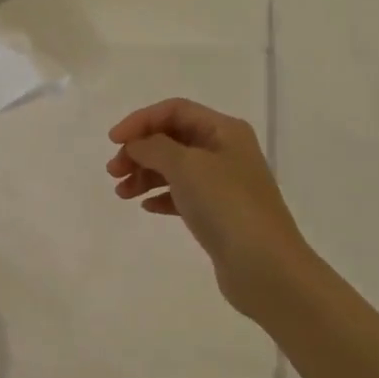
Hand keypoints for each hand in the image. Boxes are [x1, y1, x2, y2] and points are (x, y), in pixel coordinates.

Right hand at [107, 98, 314, 325]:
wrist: (264, 267)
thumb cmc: (226, 205)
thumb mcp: (186, 166)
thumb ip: (154, 147)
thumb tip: (137, 144)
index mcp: (224, 130)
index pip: (174, 110)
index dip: (140, 120)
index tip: (113, 141)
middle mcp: (226, 151)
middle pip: (172, 138)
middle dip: (140, 150)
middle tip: (113, 172)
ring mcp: (224, 184)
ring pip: (175, 168)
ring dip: (145, 174)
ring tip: (121, 193)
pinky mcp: (219, 213)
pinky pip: (183, 195)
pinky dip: (161, 196)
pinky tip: (146, 207)